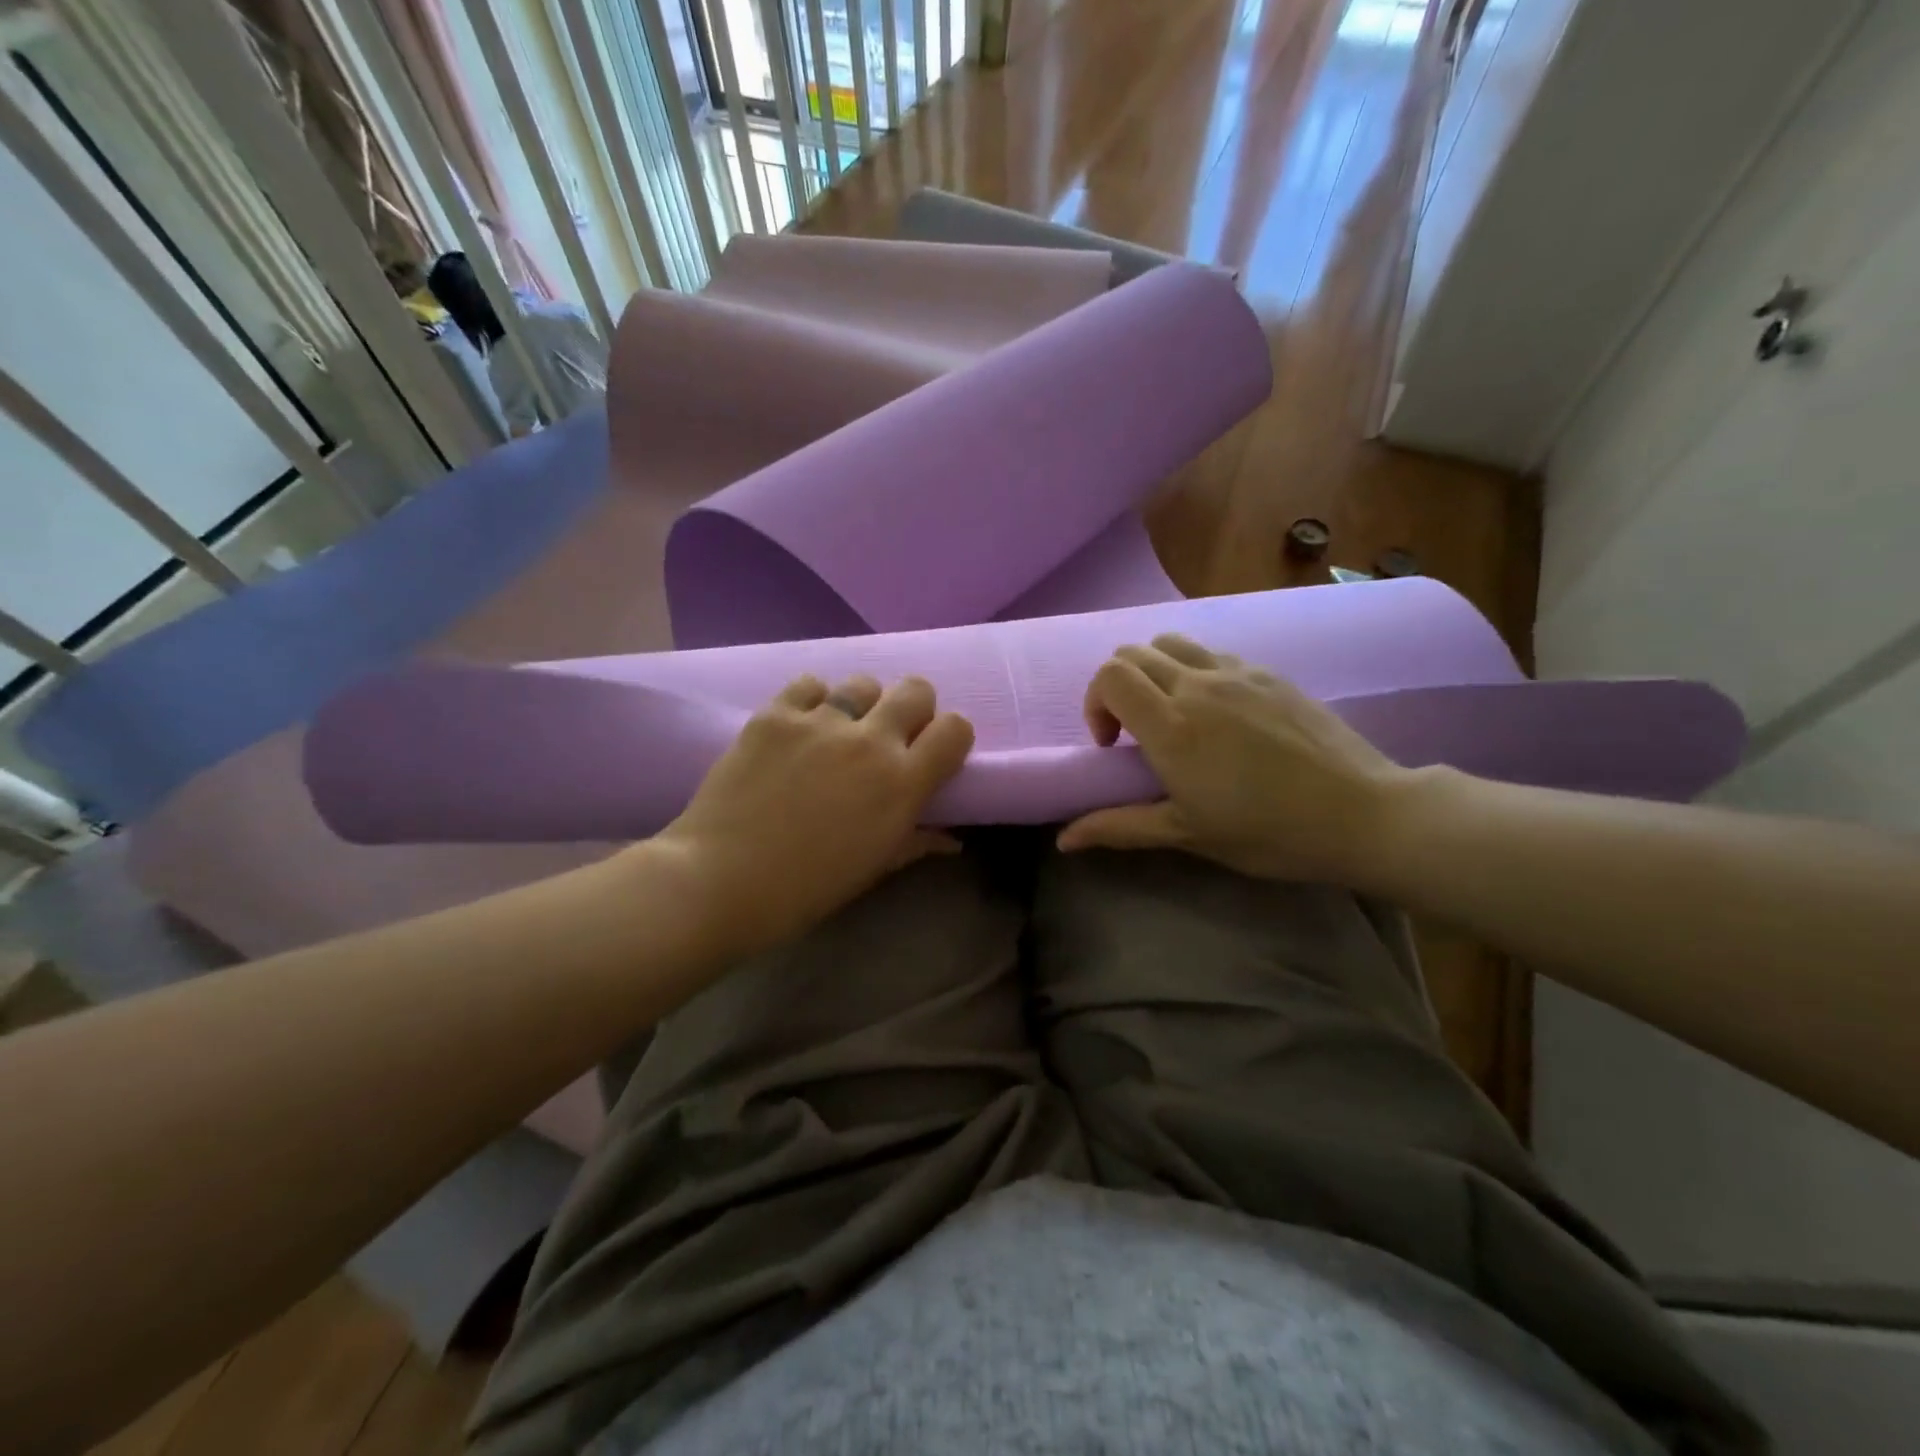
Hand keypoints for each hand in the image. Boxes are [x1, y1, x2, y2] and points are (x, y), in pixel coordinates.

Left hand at [652, 673, 973, 957]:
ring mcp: (820, 721)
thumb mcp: (872, 869)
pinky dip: (812, 701)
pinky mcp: (775, 714)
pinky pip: (809, 684)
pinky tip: (798, 729)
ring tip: (837, 733)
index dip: (950, 737)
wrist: (719, 880)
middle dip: (912, 709)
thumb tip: (950, 839)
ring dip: (861, 705)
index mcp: (902, 783)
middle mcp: (869, 741)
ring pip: (863, 683)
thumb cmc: (805, 889)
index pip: (956, 728)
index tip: (933, 753)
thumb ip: (916, 842)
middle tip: (889, 737)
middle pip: (916, 689)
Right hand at [1057, 634, 1410, 884]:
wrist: (1361, 812)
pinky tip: (1218, 713)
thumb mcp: (1187, 834)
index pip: (1110, 676)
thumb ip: (1119, 827)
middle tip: (1134, 733)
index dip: (1095, 704)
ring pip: (1171, 643)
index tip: (1112, 745)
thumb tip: (1063, 839)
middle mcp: (1197, 685)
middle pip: (1132, 653)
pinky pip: (1212, 653)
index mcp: (1172, 726)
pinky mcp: (1268, 672)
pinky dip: (1193, 670)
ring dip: (1153, 671)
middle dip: (1117, 688)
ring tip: (1172, 714)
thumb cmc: (1268, 831)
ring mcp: (1237, 672)